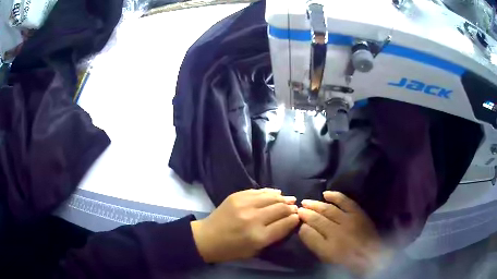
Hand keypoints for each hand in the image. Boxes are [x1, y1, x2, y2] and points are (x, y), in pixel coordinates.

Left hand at [191, 188, 298, 262]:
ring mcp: (244, 205)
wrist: (206, 238)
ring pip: (271, 197)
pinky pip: (259, 191)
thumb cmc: (231, 250)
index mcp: (259, 236)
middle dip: (291, 208)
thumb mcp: (255, 251)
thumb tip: (288, 222)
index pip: (285, 223)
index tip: (299, 217)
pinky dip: (270, 192)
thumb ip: (273, 237)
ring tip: (290, 199)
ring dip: (283, 198)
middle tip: (295, 208)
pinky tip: (277, 193)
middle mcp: (253, 218)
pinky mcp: (236, 196)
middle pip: (280, 208)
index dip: (295, 219)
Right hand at [297, 191, 392, 275]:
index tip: (295, 216)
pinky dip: (335, 196)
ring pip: (329, 209)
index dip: (302, 221)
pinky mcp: (358, 213)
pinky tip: (326, 194)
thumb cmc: (346, 260)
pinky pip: (345, 201)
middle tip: (298, 207)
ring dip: (317, 204)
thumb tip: (303, 228)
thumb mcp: (326, 257)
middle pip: (318, 217)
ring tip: (307, 201)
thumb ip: (314, 243)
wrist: (371, 256)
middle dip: (307, 212)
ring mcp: (349, 219)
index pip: (310, 228)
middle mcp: (338, 230)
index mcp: (328, 244)